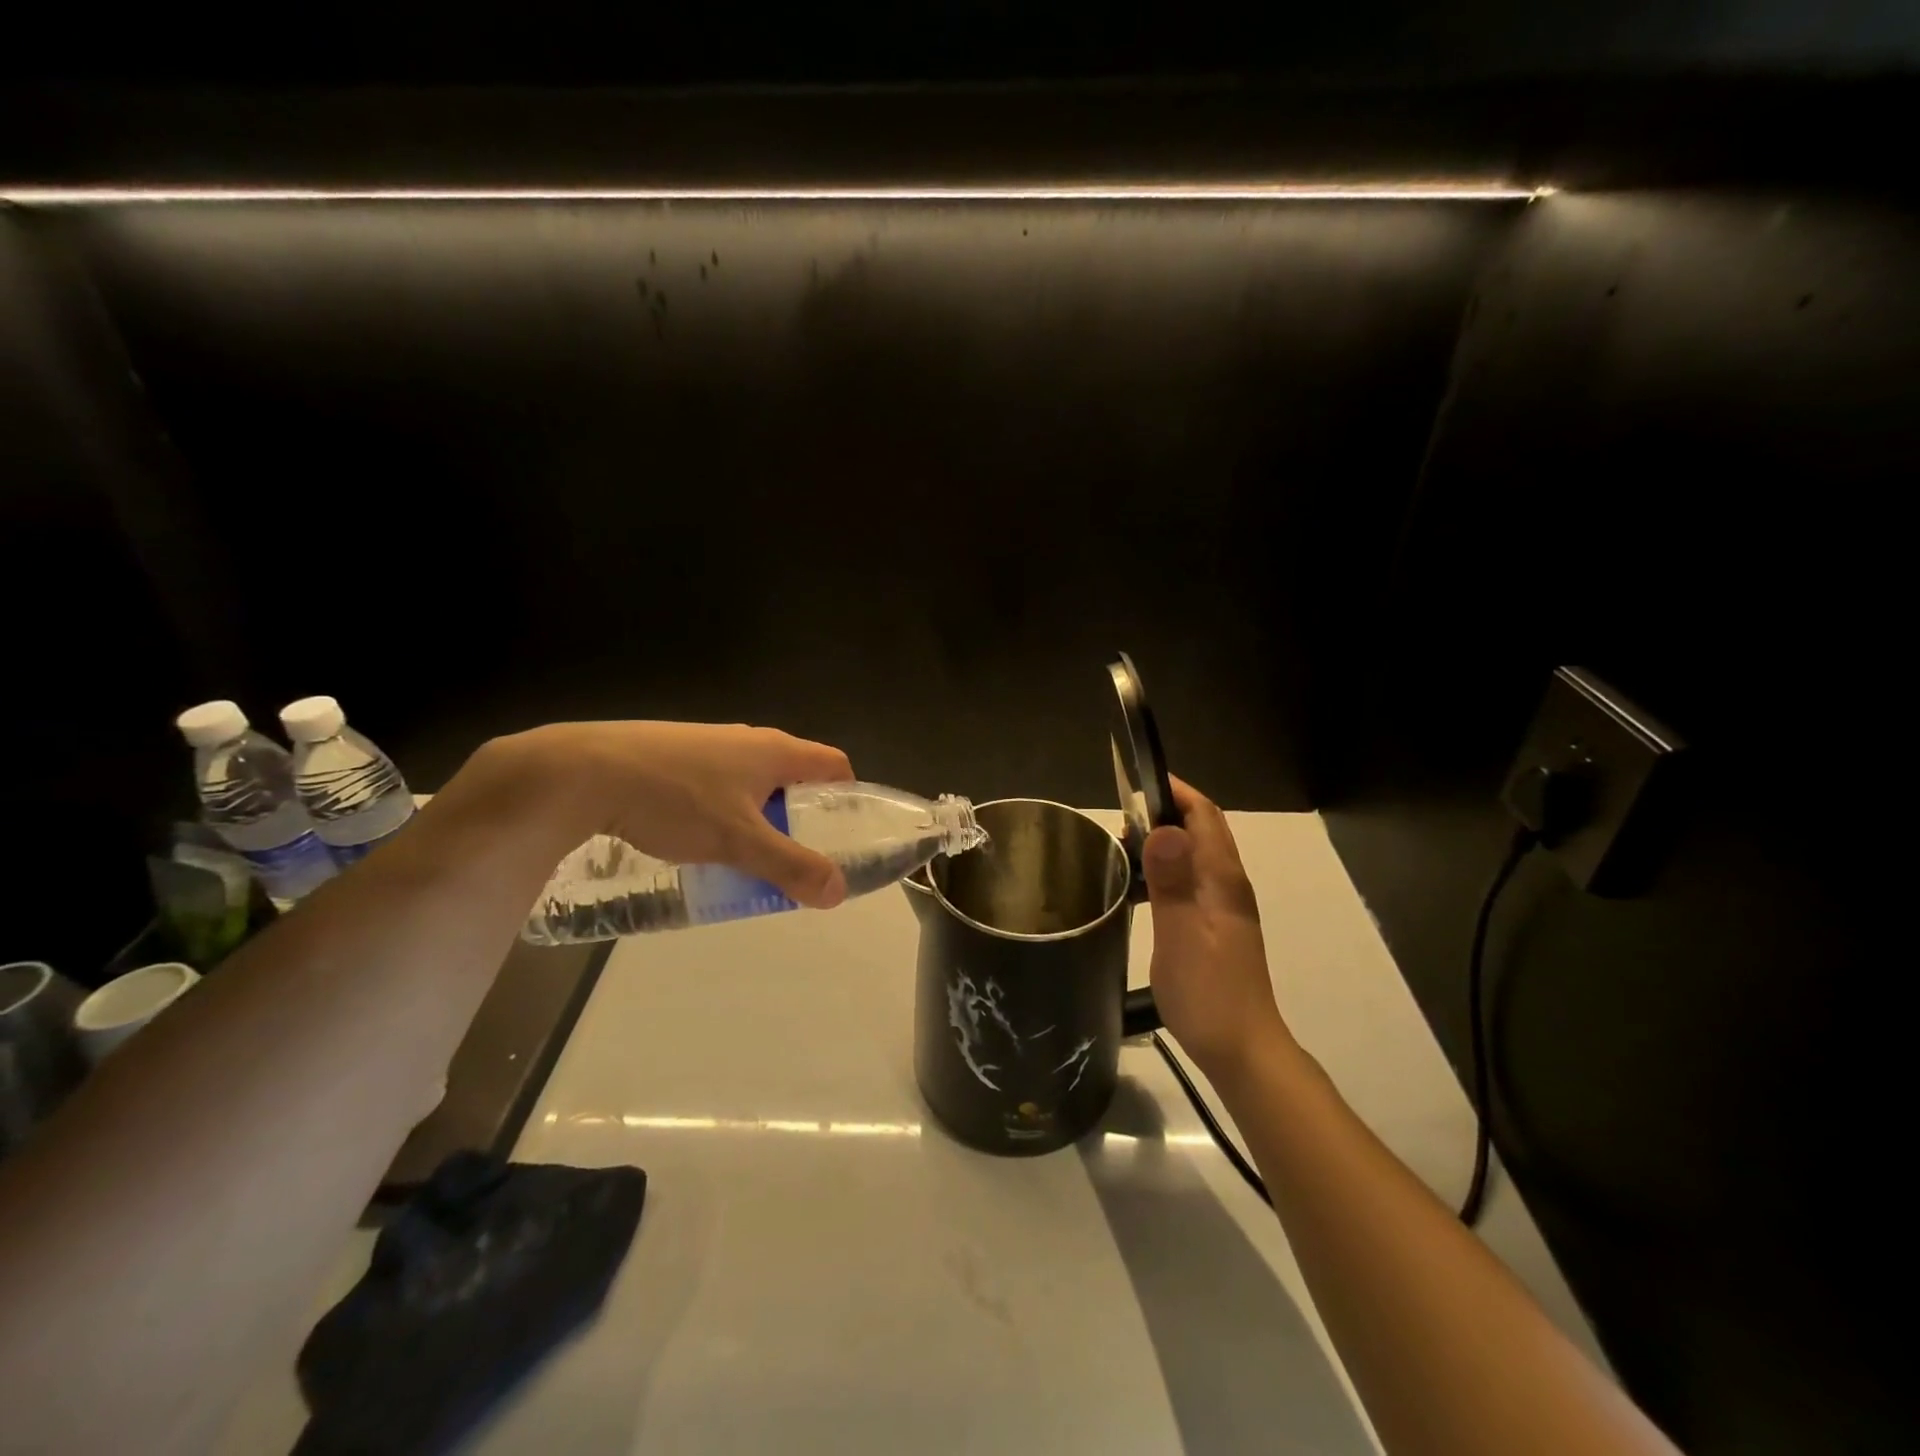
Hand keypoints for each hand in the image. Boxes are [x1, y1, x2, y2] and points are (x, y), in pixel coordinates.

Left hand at [491, 721, 855, 908]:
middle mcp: (749, 739)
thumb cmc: (676, 800)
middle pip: (794, 776)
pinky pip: (718, 783)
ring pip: (753, 782)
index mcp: (776, 751)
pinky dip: (725, 810)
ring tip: (746, 855)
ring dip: (760, 816)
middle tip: (795, 857)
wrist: (585, 772)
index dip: (848, 797)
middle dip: (801, 816)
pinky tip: (698, 838)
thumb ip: (791, 866)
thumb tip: (838, 892)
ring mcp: (709, 743)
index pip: (835, 764)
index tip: (843, 835)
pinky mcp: (675, 754)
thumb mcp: (739, 841)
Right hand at [1142, 778, 1291, 1079]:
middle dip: (1162, 813)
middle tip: (1118, 823)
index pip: (1204, 815)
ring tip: (1122, 850)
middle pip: (1200, 830)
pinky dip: (1163, 870)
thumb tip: (1162, 827)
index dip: (1175, 792)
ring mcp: (1223, 906)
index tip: (1135, 781)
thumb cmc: (1208, 992)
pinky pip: (1189, 880)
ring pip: (1193, 855)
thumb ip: (1172, 881)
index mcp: (1222, 879)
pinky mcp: (1214, 926)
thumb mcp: (1181, 935)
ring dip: (1161, 842)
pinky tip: (1139, 888)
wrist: (1242, 1050)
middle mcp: (1228, 884)